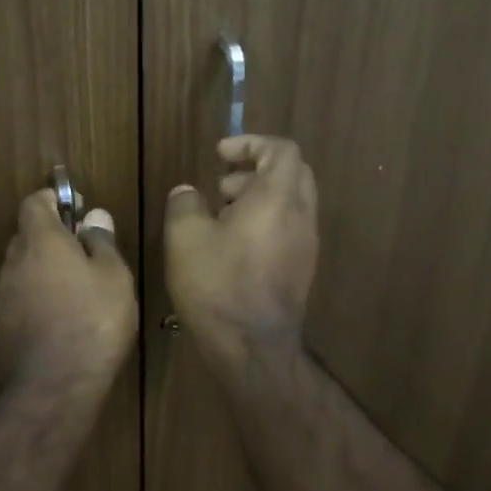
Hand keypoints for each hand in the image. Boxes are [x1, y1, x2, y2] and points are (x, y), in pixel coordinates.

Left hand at [0, 188, 138, 394]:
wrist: (52, 387)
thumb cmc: (92, 321)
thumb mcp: (114, 276)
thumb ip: (102, 242)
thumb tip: (93, 217)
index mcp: (40, 240)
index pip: (34, 202)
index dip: (55, 200)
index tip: (78, 210)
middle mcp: (15, 261)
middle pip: (28, 234)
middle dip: (54, 236)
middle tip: (87, 251)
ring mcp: (5, 295)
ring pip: (25, 267)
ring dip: (48, 268)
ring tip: (82, 288)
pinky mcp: (4, 325)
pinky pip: (23, 296)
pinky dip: (41, 296)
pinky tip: (67, 316)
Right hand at [164, 135, 317, 374]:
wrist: (253, 349)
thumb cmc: (218, 284)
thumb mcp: (185, 237)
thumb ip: (185, 203)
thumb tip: (188, 193)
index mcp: (278, 198)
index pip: (282, 150)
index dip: (251, 142)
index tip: (220, 154)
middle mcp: (301, 216)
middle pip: (292, 172)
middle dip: (255, 169)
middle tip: (221, 186)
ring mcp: (306, 245)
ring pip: (291, 202)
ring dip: (258, 198)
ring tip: (219, 218)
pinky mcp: (301, 269)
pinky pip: (289, 228)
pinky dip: (264, 222)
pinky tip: (232, 247)